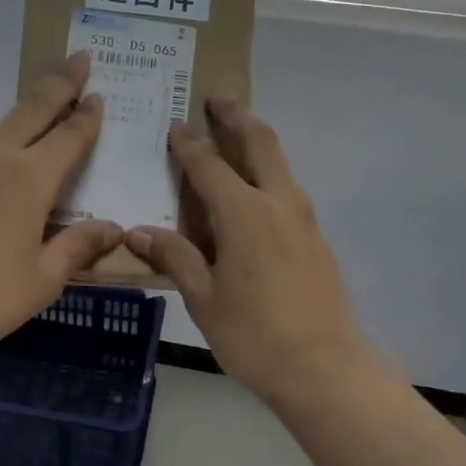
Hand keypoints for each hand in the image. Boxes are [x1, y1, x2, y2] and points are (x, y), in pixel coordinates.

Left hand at [0, 53, 122, 361]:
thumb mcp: (43, 279)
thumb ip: (78, 247)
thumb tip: (112, 228)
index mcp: (30, 179)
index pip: (69, 136)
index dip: (88, 116)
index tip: (100, 94)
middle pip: (33, 109)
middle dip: (60, 83)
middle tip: (80, 59)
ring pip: (4, 127)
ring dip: (30, 111)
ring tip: (48, 110)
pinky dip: (4, 144)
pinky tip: (7, 167)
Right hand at [125, 98, 376, 405]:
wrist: (325, 367)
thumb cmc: (254, 335)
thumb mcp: (204, 298)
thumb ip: (176, 257)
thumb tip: (140, 232)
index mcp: (244, 213)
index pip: (209, 165)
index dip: (189, 144)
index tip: (175, 124)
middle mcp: (278, 203)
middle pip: (260, 143)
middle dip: (238, 116)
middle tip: (219, 98)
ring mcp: (304, 219)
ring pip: (280, 163)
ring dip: (258, 141)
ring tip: (237, 134)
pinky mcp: (316, 238)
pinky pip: (288, 188)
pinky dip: (269, 172)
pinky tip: (254, 191)